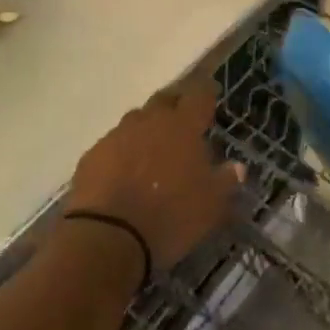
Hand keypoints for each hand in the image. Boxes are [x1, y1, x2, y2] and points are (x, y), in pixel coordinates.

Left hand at [66, 74, 242, 272]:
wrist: (108, 236)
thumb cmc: (170, 216)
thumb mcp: (210, 206)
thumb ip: (225, 181)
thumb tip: (237, 167)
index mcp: (182, 126)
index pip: (199, 96)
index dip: (206, 93)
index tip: (211, 93)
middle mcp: (150, 121)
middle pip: (164, 100)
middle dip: (175, 105)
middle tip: (182, 120)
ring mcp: (117, 135)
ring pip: (136, 121)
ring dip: (147, 129)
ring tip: (153, 149)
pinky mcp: (92, 155)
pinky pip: (113, 144)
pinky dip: (122, 152)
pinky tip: (124, 171)